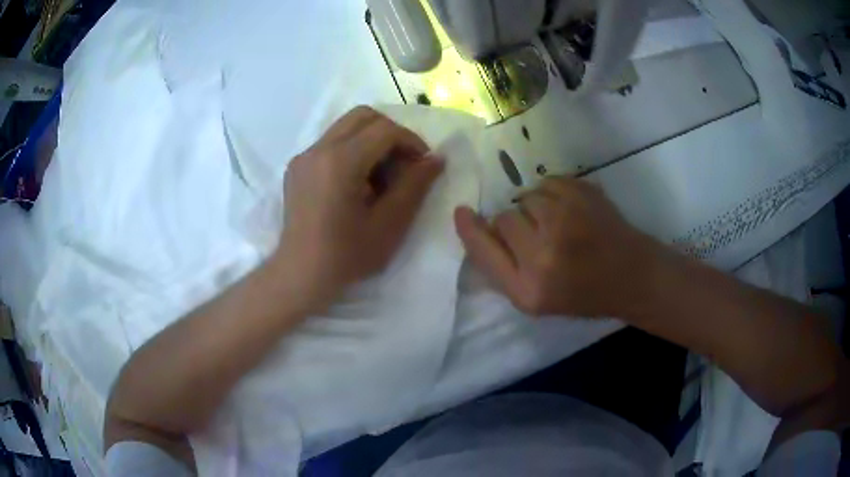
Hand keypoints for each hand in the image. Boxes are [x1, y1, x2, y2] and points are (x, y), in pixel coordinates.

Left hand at [275, 106, 443, 310]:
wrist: (301, 274)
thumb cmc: (347, 255)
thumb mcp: (390, 223)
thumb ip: (415, 185)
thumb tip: (436, 159)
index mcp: (340, 161)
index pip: (384, 129)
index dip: (411, 141)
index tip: (423, 164)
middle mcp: (318, 149)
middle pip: (363, 116)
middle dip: (391, 132)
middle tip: (404, 162)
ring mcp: (303, 156)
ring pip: (345, 127)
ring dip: (371, 140)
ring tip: (381, 174)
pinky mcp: (297, 167)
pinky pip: (330, 143)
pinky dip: (352, 150)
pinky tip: (357, 182)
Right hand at [454, 176, 668, 318]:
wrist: (632, 274)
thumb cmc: (583, 293)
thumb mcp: (537, 299)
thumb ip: (504, 268)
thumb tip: (476, 225)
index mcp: (529, 290)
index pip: (483, 251)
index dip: (470, 229)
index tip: (462, 212)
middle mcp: (543, 255)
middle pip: (503, 218)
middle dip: (516, 224)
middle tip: (541, 236)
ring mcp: (565, 219)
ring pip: (526, 197)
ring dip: (536, 207)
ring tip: (561, 224)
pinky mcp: (582, 194)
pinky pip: (547, 182)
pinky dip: (554, 192)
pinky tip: (572, 210)